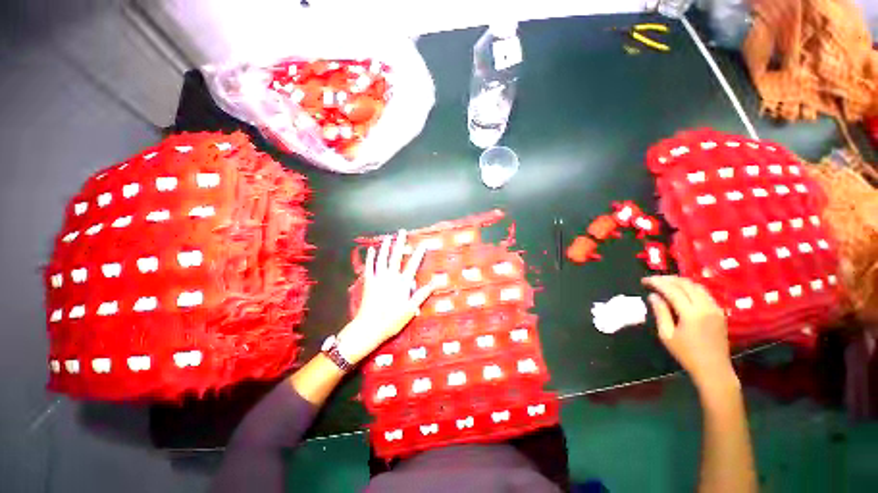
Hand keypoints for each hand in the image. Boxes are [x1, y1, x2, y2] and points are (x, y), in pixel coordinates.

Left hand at [337, 230, 434, 365]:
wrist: (369, 327)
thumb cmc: (392, 320)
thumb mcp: (410, 309)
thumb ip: (421, 294)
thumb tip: (434, 283)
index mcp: (402, 283)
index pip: (412, 265)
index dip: (418, 254)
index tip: (423, 244)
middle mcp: (390, 277)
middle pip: (396, 257)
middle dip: (399, 243)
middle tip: (401, 232)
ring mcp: (378, 278)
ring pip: (382, 259)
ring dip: (385, 247)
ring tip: (387, 237)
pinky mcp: (368, 282)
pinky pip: (369, 267)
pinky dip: (370, 258)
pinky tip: (371, 250)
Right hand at [642, 276, 737, 391]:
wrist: (714, 369)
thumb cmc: (686, 354)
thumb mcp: (667, 335)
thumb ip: (660, 312)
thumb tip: (653, 296)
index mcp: (691, 313)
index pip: (672, 290)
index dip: (657, 282)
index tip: (644, 280)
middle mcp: (705, 306)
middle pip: (686, 284)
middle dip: (667, 279)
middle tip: (653, 280)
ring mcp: (715, 308)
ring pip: (696, 286)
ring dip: (679, 282)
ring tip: (665, 283)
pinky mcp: (719, 311)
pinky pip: (704, 292)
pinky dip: (690, 288)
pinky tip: (681, 291)